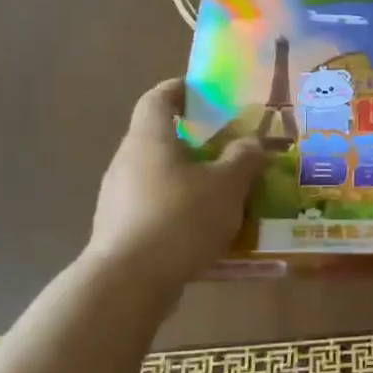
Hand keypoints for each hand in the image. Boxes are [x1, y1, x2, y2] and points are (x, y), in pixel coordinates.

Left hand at [87, 78, 265, 288]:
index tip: (205, 92)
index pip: (158, 98)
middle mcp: (127, 161)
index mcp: (150, 138)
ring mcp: (118, 198)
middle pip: (161, 139)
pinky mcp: (120, 231)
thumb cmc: (180, 218)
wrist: (129, 282)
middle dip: (196, 142)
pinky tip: (206, 232)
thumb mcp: (227, 185)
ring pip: (160, 177)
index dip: (180, 89)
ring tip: (225, 194)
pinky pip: (156, 209)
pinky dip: (180, 211)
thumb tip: (253, 142)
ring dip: (190, 180)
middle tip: (230, 149)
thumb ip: (244, 158)